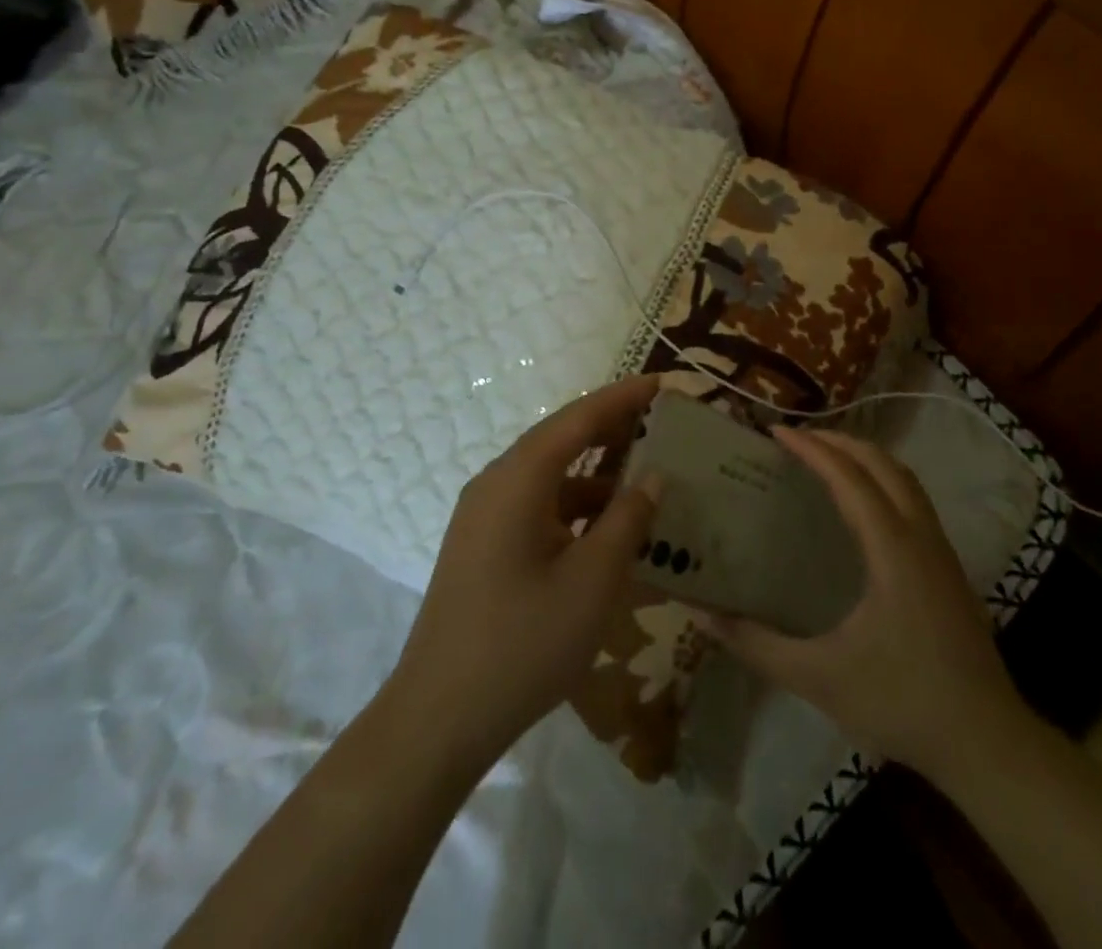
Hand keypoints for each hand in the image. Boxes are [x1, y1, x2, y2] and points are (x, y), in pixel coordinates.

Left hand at [381, 374, 661, 767]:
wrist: (439, 717)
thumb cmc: (524, 642)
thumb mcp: (593, 580)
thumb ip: (628, 520)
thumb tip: (653, 477)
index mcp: (518, 479)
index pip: (578, 418)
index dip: (622, 398)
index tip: (662, 383)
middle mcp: (497, 483)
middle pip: (561, 439)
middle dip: (611, 428)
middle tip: (660, 420)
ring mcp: (485, 516)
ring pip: (550, 475)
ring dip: (595, 472)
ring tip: (645, 476)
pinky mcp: (483, 545)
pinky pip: (537, 506)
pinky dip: (575, 506)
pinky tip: (608, 528)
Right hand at [707, 428, 1031, 783]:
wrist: (986, 743)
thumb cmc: (900, 701)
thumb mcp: (818, 677)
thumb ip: (756, 645)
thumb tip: (703, 615)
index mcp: (892, 549)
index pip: (849, 478)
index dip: (812, 449)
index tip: (776, 431)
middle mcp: (921, 536)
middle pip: (883, 464)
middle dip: (840, 441)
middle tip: (799, 437)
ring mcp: (942, 552)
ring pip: (905, 479)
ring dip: (867, 458)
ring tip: (828, 457)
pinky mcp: (950, 570)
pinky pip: (915, 501)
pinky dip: (885, 481)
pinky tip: (865, 506)